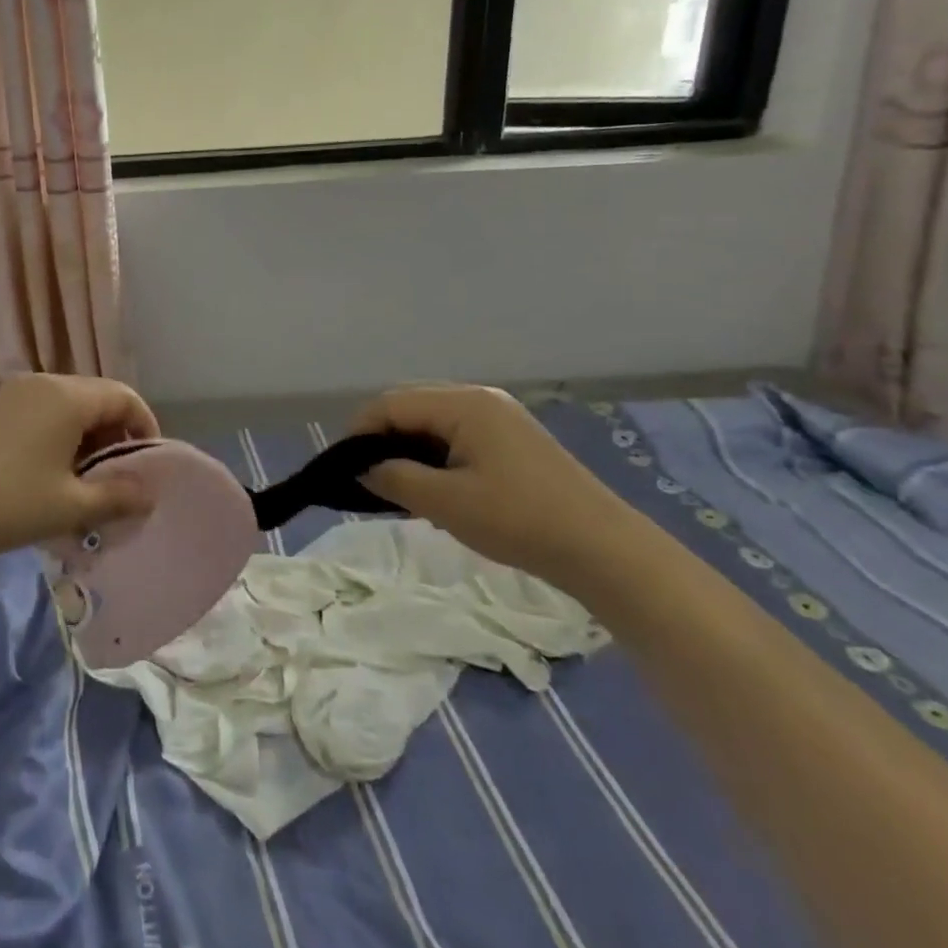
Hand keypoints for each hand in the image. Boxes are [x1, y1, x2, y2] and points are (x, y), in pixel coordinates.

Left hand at [0, 373, 159, 564]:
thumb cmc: (9, 503)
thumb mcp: (70, 507)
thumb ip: (118, 497)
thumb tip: (149, 493)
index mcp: (68, 397)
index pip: (124, 397)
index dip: (145, 427)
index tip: (148, 466)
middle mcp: (45, 383)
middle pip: (97, 396)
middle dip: (116, 433)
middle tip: (117, 477)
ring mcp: (16, 392)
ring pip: (70, 404)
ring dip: (88, 435)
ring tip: (85, 479)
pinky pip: (44, 410)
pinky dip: (61, 433)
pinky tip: (51, 470)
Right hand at [350, 385, 638, 589]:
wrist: (605, 550)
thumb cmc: (520, 520)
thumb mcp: (446, 503)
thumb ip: (395, 479)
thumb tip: (362, 469)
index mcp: (463, 404)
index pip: (391, 403)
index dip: (359, 431)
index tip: (342, 467)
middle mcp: (480, 398)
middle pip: (410, 404)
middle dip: (381, 435)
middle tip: (366, 475)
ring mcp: (500, 416)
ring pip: (433, 419)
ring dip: (407, 445)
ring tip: (396, 482)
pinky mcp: (513, 438)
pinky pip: (456, 432)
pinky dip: (433, 451)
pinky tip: (433, 483)